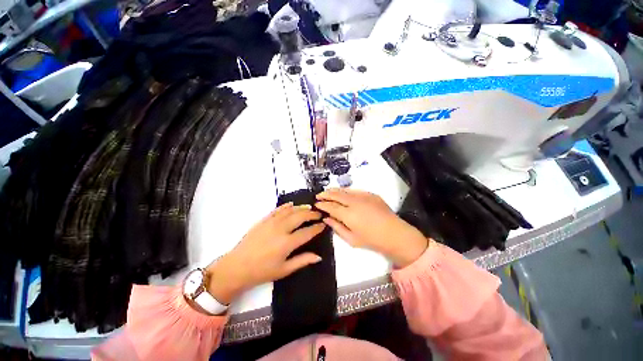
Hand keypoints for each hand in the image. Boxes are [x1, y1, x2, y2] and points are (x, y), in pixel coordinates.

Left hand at [205, 203, 325, 304]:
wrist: (237, 267)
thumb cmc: (262, 271)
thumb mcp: (284, 270)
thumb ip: (302, 261)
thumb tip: (319, 256)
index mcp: (287, 243)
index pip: (307, 232)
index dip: (317, 228)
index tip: (323, 224)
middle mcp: (281, 229)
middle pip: (300, 216)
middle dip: (312, 214)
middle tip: (318, 214)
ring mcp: (271, 222)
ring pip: (290, 210)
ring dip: (301, 208)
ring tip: (309, 207)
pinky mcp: (264, 220)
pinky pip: (278, 210)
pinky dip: (286, 206)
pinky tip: (292, 205)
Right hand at [316, 188, 429, 267]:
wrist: (394, 234)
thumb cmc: (372, 240)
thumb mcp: (351, 239)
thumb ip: (337, 227)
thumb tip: (326, 218)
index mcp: (348, 215)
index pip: (331, 206)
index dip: (322, 204)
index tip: (316, 204)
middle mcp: (354, 202)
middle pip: (336, 195)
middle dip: (326, 194)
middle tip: (319, 195)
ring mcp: (363, 196)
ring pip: (345, 190)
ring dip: (335, 190)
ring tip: (328, 192)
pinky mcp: (371, 194)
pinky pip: (355, 190)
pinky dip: (346, 191)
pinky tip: (343, 193)